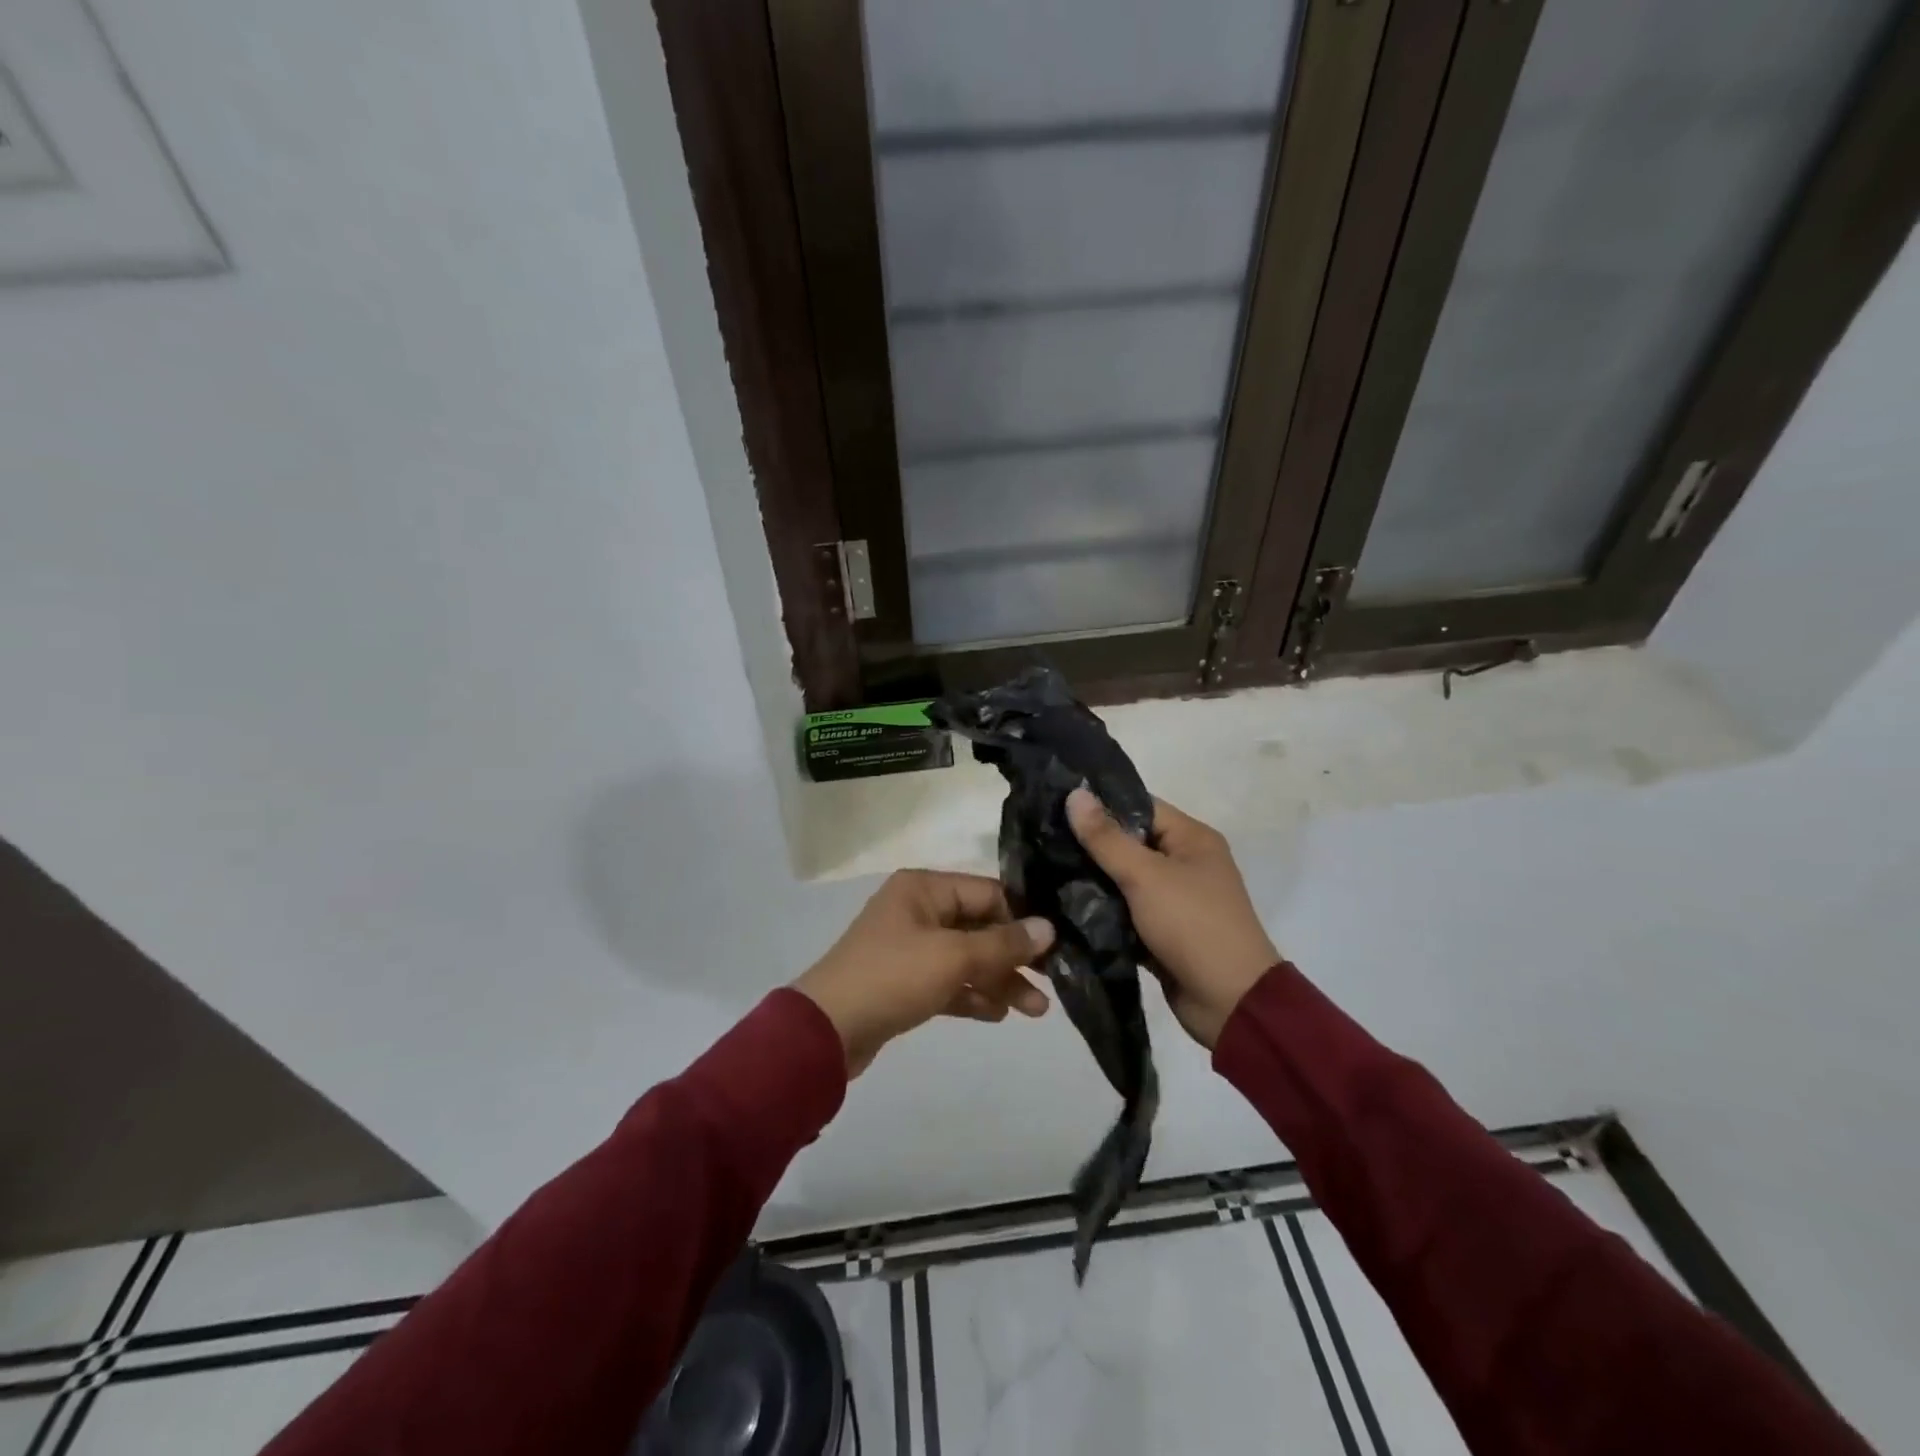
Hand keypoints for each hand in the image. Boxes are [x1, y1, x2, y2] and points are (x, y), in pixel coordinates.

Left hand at [794, 870, 1054, 1075]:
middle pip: (979, 927)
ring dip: (999, 980)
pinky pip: (949, 982)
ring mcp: (910, 947)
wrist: (827, 1031)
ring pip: (966, 958)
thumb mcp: (953, 956)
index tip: (1056, 945)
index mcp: (924, 888)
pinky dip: (973, 995)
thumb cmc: (893, 977)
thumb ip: (1003, 943)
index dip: (1022, 918)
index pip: (987, 893)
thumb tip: (1048, 927)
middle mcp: (918, 910)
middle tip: (1052, 984)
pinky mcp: (905, 982)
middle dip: (1014, 957)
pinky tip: (999, 1014)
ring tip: (1036, 1011)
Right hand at [1067, 788, 1279, 1049]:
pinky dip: (1102, 910)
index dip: (1099, 804)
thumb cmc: (1193, 926)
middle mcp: (1185, 863)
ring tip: (1042, 869)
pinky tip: (1062, 905)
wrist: (1230, 1003)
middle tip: (1041, 839)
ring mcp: (1174, 899)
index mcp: (1192, 839)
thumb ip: (1107, 838)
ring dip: (1091, 879)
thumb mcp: (1146, 876)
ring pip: (1123, 879)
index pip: (1139, 806)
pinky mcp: (1162, 931)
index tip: (1053, 804)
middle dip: (1089, 844)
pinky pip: (1125, 911)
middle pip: (1129, 843)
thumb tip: (1075, 793)